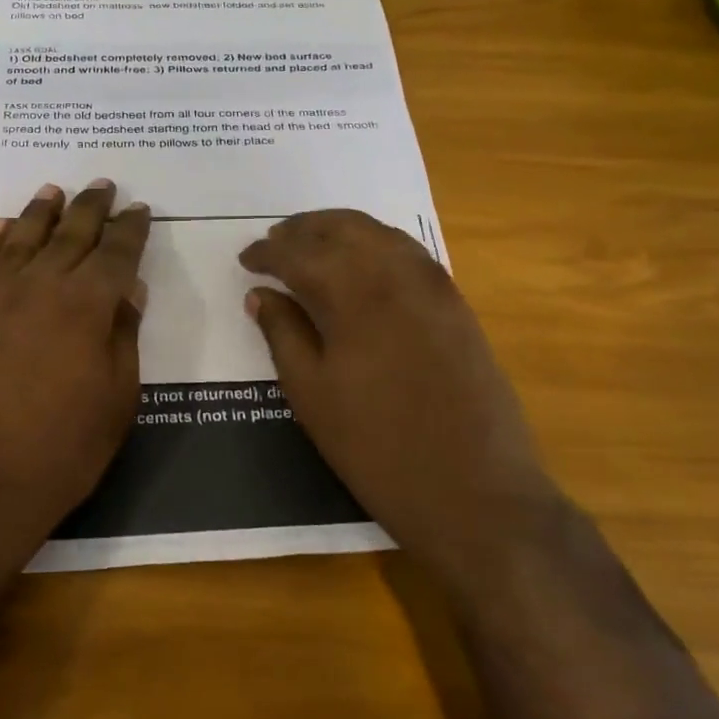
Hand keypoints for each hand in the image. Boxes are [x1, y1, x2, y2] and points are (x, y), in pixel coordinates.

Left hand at [0, 180, 149, 573]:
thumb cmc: (61, 450)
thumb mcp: (117, 399)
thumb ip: (124, 336)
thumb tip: (130, 290)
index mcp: (87, 305)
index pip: (117, 252)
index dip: (131, 229)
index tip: (140, 210)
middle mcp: (40, 285)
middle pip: (70, 233)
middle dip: (91, 206)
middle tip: (103, 184)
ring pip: (22, 237)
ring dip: (42, 211)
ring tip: (54, 191)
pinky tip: (3, 228)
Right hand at [239, 210, 562, 553]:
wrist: (473, 489)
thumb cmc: (376, 447)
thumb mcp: (311, 394)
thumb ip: (283, 334)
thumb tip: (260, 294)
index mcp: (355, 296)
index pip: (301, 255)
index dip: (268, 253)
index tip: (245, 259)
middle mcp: (398, 276)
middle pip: (345, 229)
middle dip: (305, 228)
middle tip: (275, 239)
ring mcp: (436, 288)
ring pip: (382, 234)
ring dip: (342, 230)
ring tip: (313, 243)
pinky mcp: (458, 307)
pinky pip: (411, 254)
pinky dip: (378, 244)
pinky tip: (363, 265)